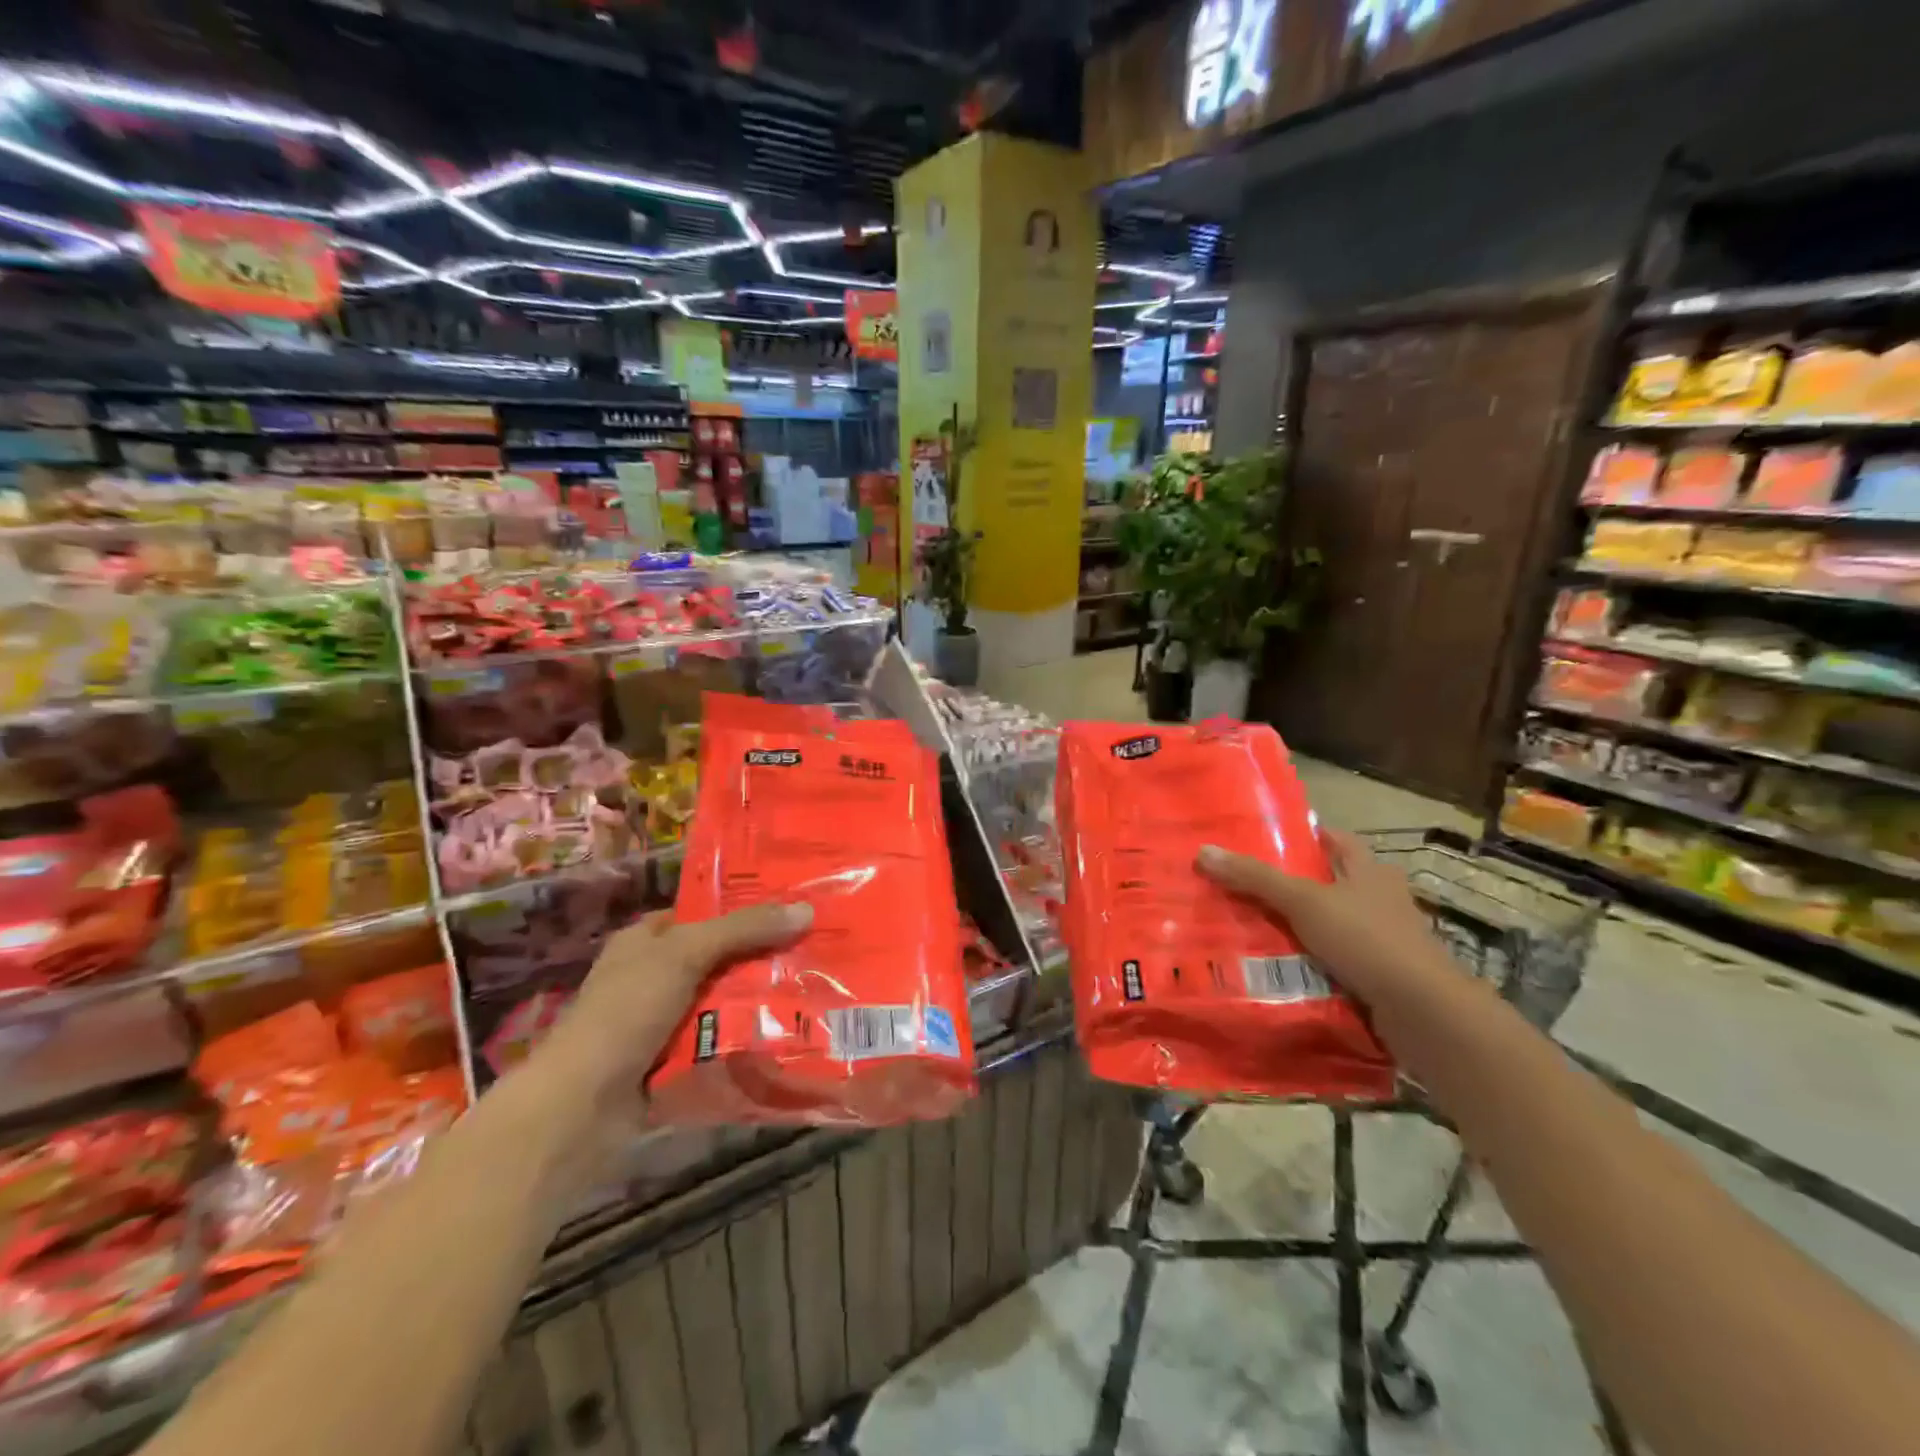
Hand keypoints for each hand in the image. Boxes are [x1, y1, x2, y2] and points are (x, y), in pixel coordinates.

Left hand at [538, 902, 812, 1108]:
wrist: (579, 1109)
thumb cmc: (625, 1012)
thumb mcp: (684, 954)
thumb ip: (743, 930)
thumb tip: (806, 910)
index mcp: (646, 940)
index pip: (705, 913)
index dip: (747, 908)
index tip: (796, 908)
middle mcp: (654, 976)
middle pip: (722, 958)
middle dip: (764, 958)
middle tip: (817, 951)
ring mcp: (663, 1023)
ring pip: (725, 1002)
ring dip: (761, 1002)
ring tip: (816, 993)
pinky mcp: (674, 1064)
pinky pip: (721, 1043)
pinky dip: (747, 1041)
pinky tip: (790, 1035)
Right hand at [1196, 830, 1455, 1007]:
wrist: (1424, 1013)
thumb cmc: (1367, 940)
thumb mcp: (1304, 902)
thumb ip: (1255, 878)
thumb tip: (1204, 850)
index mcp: (1369, 870)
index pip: (1332, 839)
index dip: (1299, 836)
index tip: (1258, 840)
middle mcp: (1378, 899)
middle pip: (1325, 883)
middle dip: (1287, 885)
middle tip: (1238, 886)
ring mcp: (1381, 939)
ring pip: (1327, 924)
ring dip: (1294, 927)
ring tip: (1244, 926)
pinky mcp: (1378, 976)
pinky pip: (1332, 960)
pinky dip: (1306, 962)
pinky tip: (1274, 968)